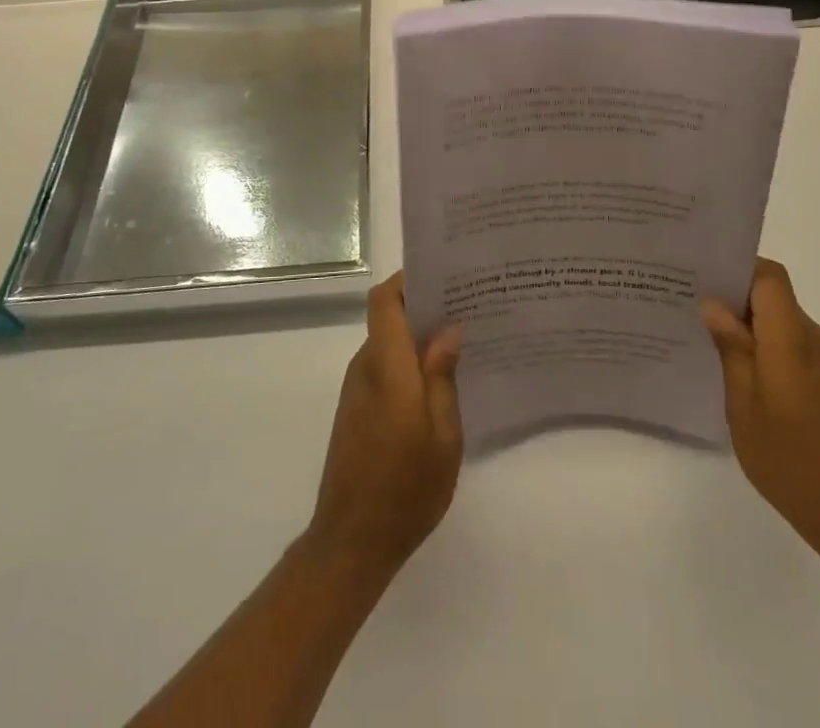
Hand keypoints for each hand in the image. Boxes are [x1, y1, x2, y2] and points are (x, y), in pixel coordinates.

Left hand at [306, 274, 463, 576]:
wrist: (351, 542)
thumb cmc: (405, 489)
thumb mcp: (443, 436)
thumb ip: (442, 377)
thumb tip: (448, 329)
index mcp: (387, 367)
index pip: (384, 300)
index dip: (407, 280)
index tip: (443, 276)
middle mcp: (366, 367)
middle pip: (388, 317)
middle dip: (424, 307)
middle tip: (468, 307)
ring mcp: (357, 389)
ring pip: (388, 344)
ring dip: (418, 338)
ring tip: (462, 342)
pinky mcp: (356, 409)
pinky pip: (385, 369)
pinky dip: (409, 364)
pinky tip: (440, 383)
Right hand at [703, 258, 819, 557]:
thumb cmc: (790, 460)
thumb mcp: (744, 405)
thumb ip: (732, 349)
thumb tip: (714, 304)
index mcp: (793, 338)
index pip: (771, 277)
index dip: (740, 269)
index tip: (707, 280)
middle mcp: (819, 341)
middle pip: (778, 300)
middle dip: (740, 304)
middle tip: (699, 318)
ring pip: (788, 327)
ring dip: (758, 332)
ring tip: (720, 353)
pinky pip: (801, 351)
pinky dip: (776, 354)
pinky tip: (753, 385)